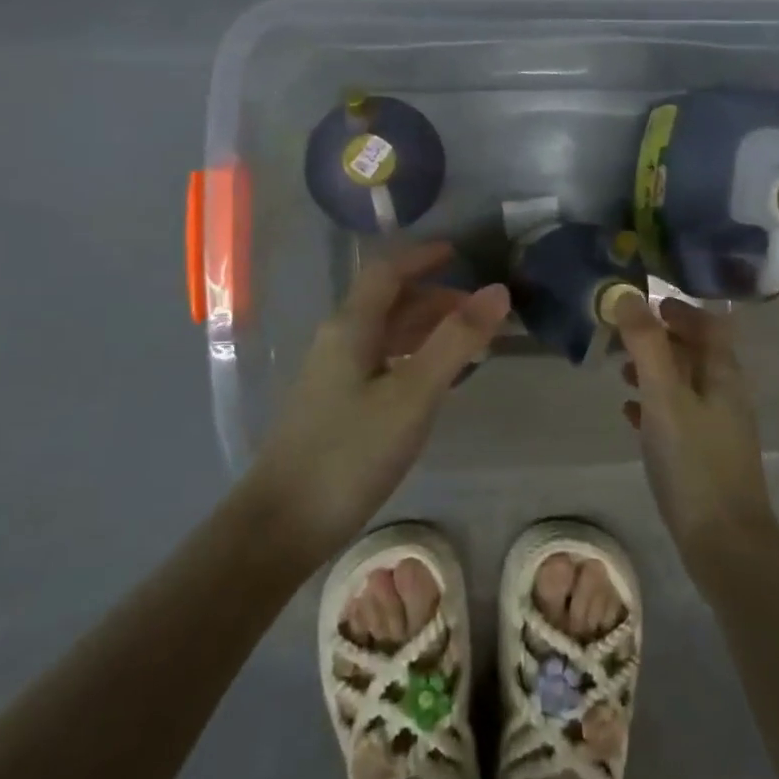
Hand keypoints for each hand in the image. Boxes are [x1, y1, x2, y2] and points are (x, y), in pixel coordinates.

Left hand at [247, 241, 509, 566]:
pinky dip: (412, 355)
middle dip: (434, 297)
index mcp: (351, 326)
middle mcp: (339, 339)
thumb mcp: (412, 395)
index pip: (388, 271)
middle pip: (388, 300)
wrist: (280, 525)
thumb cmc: (349, 453)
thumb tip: (498, 290)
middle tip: (479, 309)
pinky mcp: (335, 404)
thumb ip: (455, 341)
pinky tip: (433, 379)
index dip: (423, 256)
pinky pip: (380, 360)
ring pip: (385, 332)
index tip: (460, 253)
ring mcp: (333, 373)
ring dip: (425, 327)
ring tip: (468, 342)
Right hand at [616, 296, 778, 594]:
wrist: (724, 544)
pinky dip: (654, 404)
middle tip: (622, 334)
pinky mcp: (705, 455)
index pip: (709, 323)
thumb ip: (646, 344)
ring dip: (655, 370)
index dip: (680, 309)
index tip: (644, 304)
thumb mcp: (664, 396)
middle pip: (696, 351)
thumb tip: (627, 294)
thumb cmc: (694, 461)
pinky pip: (678, 415)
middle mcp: (726, 393)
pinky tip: (629, 412)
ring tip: (620, 369)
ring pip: (684, 383)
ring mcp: (718, 426)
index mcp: (723, 373)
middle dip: (661, 338)